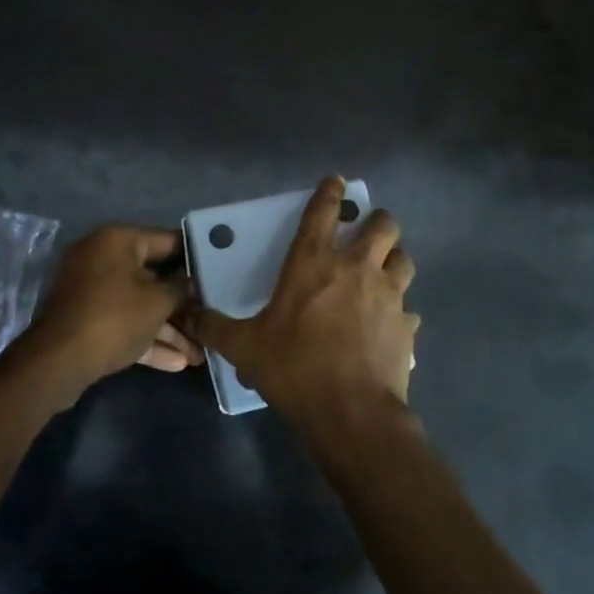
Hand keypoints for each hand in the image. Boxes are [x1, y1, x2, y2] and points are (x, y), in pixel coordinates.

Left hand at [27, 225, 200, 394]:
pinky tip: (177, 362)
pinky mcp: (85, 317)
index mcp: (117, 240)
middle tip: (209, 317)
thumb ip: (181, 288)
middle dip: (181, 304)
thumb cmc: (114, 318)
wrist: (58, 362)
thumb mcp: (158, 302)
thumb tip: (191, 282)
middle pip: (153, 276)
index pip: (167, 240)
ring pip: (138, 303)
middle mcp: (101, 256)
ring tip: (199, 352)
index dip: (195, 257)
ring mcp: (90, 288)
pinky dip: (145, 336)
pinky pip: (122, 320)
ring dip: (167, 327)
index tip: (218, 271)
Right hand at [187, 177, 418, 422]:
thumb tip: (184, 313)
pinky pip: (409, 307)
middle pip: (382, 225)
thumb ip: (214, 327)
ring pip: (403, 259)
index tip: (336, 181)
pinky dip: (401, 309)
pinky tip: (390, 323)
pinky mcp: (406, 324)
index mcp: (314, 263)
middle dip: (377, 221)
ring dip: (394, 259)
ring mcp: (388, 294)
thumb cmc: (294, 368)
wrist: (350, 411)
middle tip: (366, 231)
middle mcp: (356, 268)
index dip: (331, 191)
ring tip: (383, 270)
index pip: (324, 210)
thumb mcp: (244, 347)